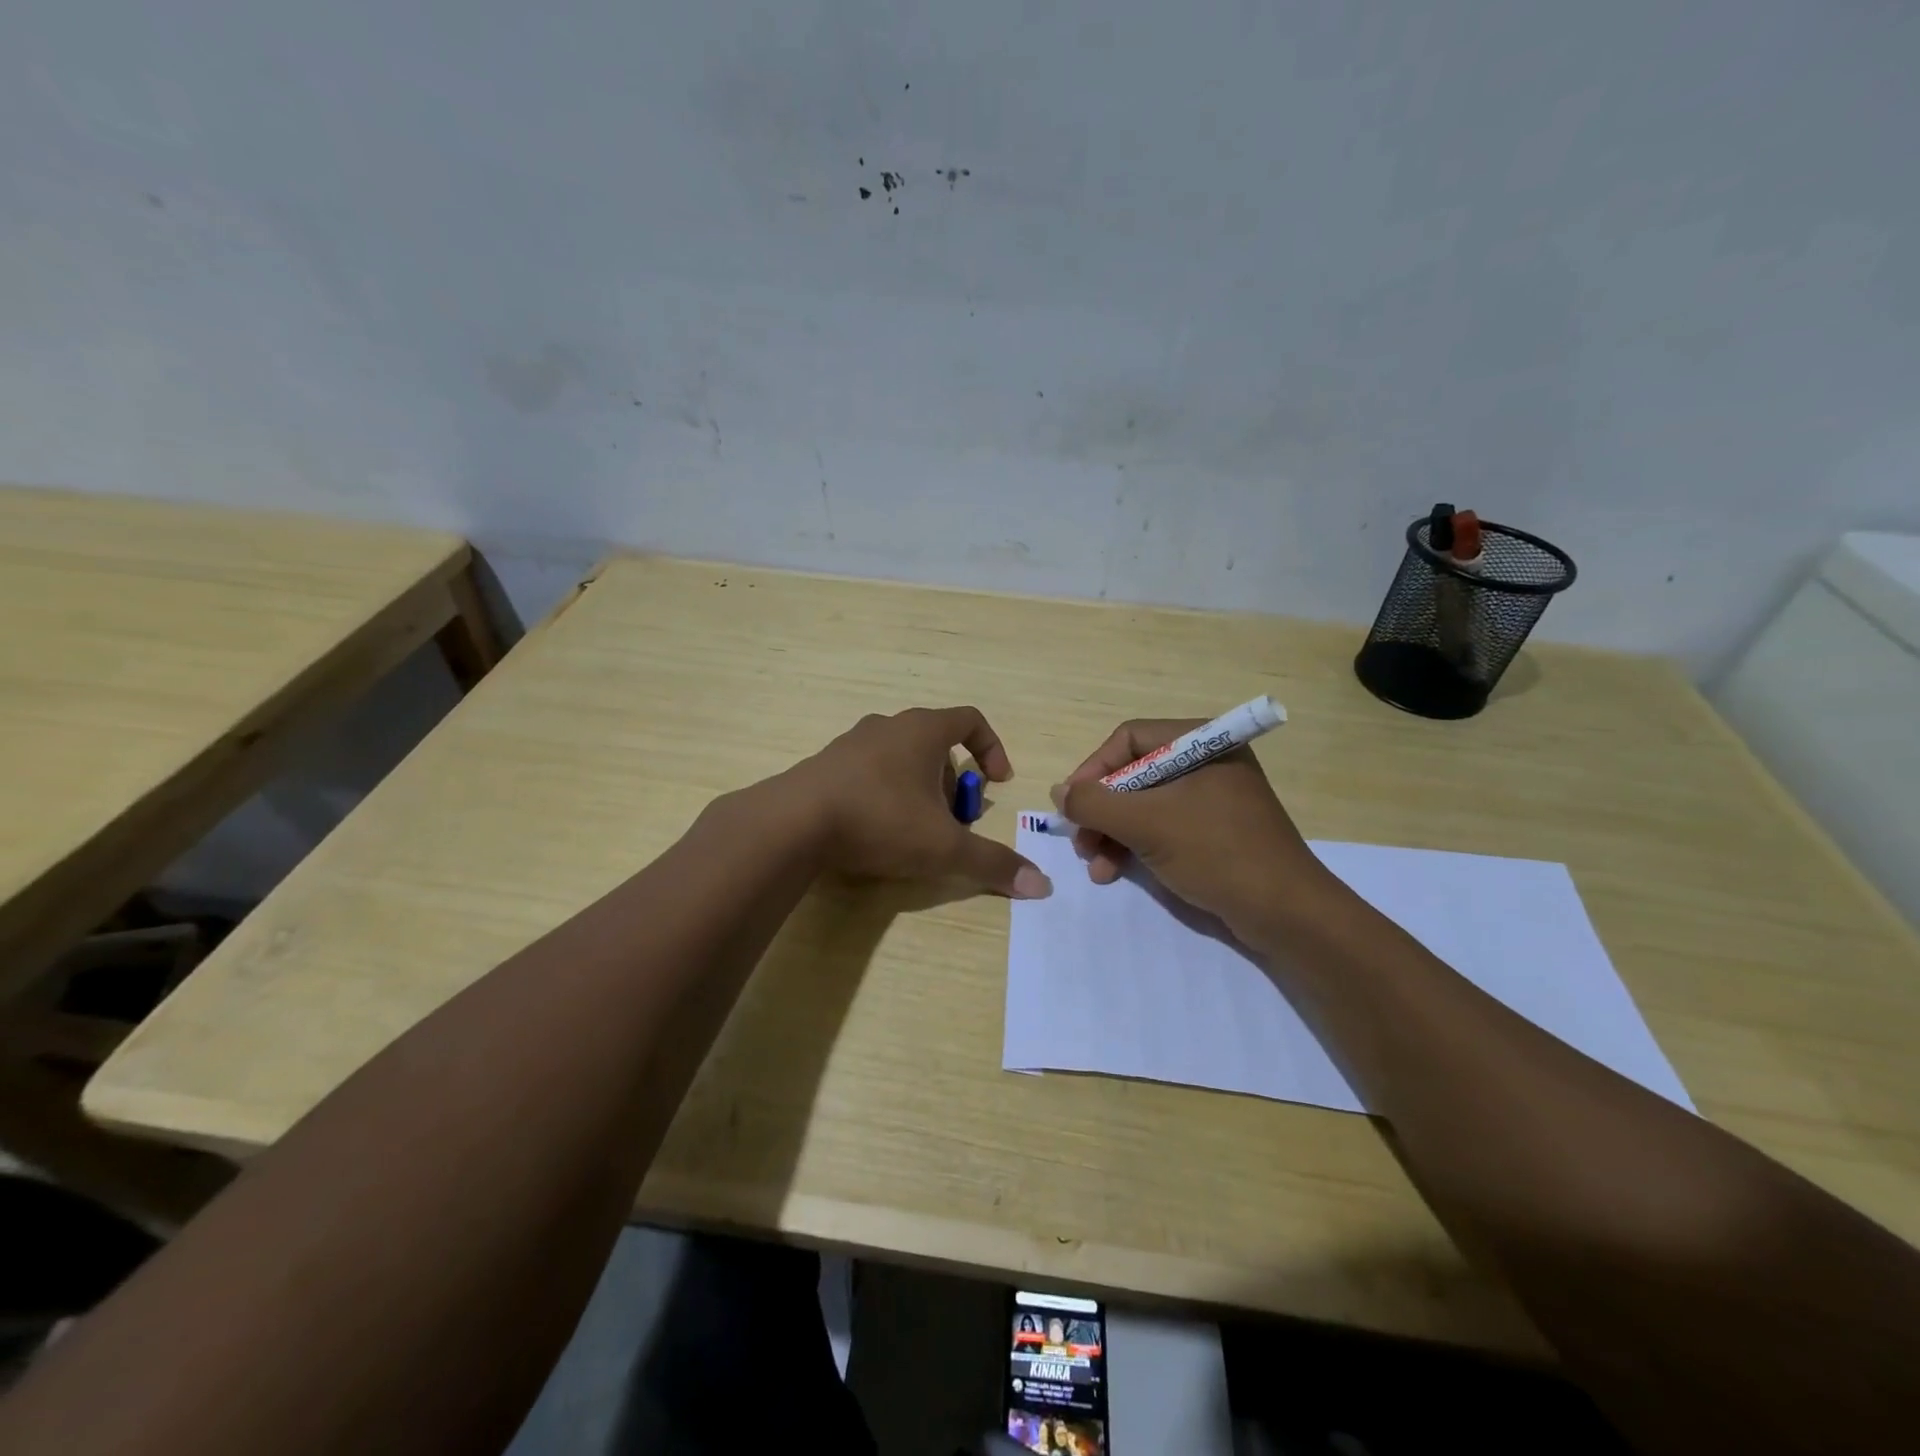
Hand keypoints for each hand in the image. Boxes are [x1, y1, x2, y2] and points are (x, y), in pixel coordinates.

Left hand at [786, 706, 1052, 898]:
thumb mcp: (944, 847)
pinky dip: (884, 793)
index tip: (998, 782)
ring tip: (914, 828)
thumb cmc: (880, 821)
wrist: (793, 823)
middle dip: (952, 781)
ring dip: (918, 787)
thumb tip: (1041, 885)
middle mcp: (887, 726)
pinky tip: (875, 830)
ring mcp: (851, 743)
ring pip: (900, 757)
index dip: (992, 748)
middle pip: (935, 743)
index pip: (970, 720)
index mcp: (922, 730)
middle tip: (952, 819)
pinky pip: (868, 771)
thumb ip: (993, 864)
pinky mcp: (825, 765)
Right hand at [1051, 719, 1328, 940]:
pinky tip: (1115, 871)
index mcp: (1200, 743)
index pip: (1128, 740)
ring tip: (1095, 866)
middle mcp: (1205, 762)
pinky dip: (1134, 846)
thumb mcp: (1147, 824)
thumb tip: (1058, 792)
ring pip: (1143, 805)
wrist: (1286, 914)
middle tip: (1081, 842)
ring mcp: (1211, 798)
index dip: (1093, 770)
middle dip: (1101, 811)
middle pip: (1132, 774)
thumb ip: (1095, 803)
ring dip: (1111, 833)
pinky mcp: (1213, 831)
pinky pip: (1161, 827)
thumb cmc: (1217, 853)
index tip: (1071, 806)